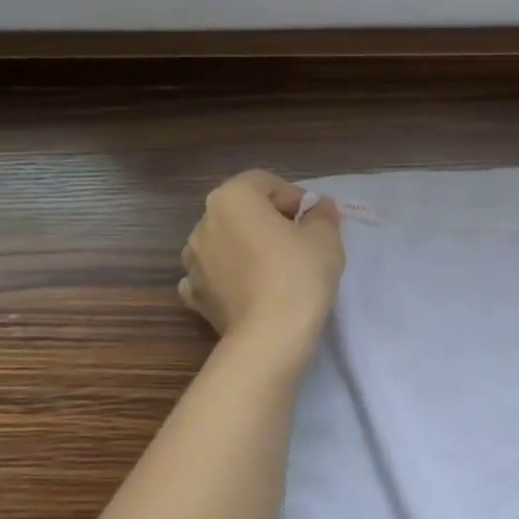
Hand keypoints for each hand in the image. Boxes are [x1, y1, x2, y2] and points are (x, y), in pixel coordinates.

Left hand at [179, 171, 344, 346]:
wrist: (270, 336)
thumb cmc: (298, 273)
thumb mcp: (325, 236)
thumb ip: (321, 214)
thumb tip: (319, 208)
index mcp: (231, 197)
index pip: (265, 183)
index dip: (293, 197)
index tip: (313, 220)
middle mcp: (203, 222)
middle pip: (241, 211)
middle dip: (268, 221)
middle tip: (299, 242)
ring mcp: (193, 261)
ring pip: (225, 242)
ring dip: (246, 248)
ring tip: (276, 269)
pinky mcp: (194, 295)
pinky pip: (213, 275)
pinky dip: (228, 277)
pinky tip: (249, 290)